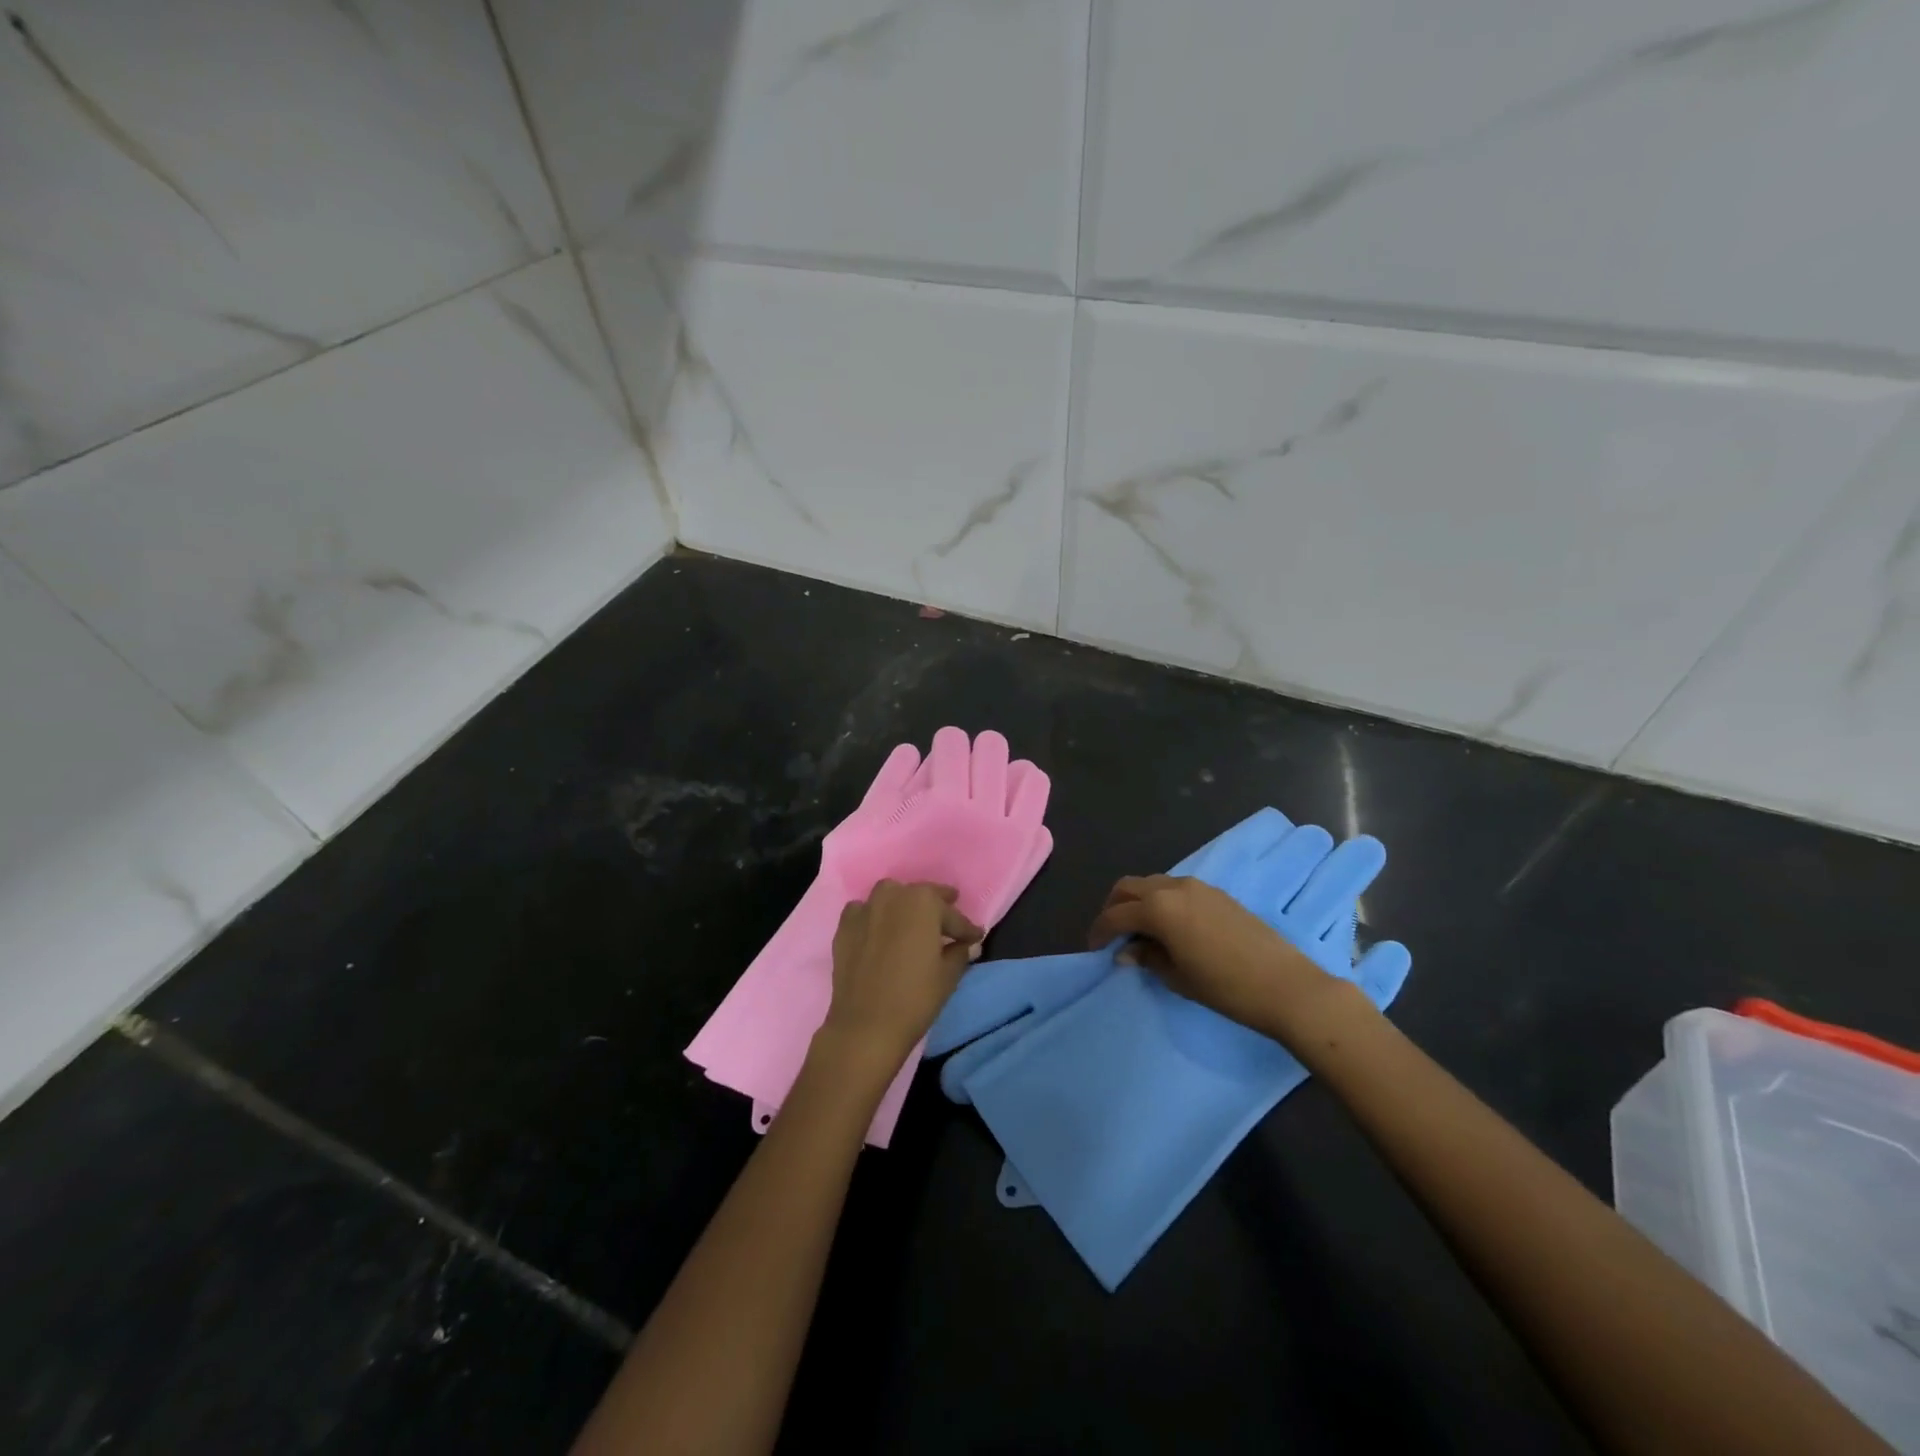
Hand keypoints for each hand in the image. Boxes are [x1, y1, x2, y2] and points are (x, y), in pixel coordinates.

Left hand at [818, 880, 982, 1078]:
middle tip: (948, 924)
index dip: (966, 928)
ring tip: (913, 924)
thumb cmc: (915, 998)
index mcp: (923, 901)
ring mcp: (865, 908)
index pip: (952, 915)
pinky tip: (880, 932)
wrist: (865, 1025)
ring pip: (890, 898)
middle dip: (937, 909)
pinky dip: (875, 918)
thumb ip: (959, 952)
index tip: (976, 937)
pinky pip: (864, 912)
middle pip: (921, 898)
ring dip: (904, 907)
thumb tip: (965, 944)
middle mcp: (893, 895)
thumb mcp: (948, 975)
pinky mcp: (844, 926)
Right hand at [1087, 874, 1335, 1034]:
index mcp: (1158, 908)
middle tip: (1112, 936)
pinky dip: (1161, 901)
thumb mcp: (1177, 977)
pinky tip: (1168, 927)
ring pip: (1153, 884)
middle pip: (1129, 887)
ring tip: (1140, 932)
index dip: (1100, 932)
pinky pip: (1175, 888)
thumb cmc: (1225, 987)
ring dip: (1138, 902)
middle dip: (1114, 908)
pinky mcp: (1216, 893)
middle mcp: (1173, 887)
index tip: (1094, 950)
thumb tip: (1127, 952)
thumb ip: (1147, 958)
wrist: (1286, 986)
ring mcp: (1198, 887)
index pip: (1116, 915)